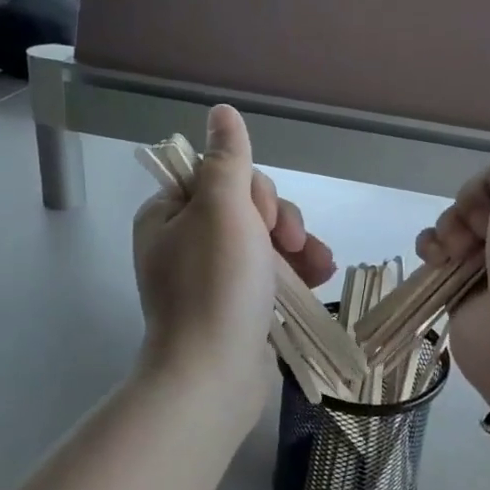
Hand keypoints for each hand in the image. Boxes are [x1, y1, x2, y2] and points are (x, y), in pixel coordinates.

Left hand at [133, 105, 334, 403]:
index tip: (263, 219)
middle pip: (246, 208)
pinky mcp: (235, 305)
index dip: (253, 191)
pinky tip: (320, 278)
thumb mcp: (223, 210)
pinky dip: (295, 273)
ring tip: (319, 266)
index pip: (220, 177)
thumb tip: (221, 112)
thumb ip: (227, 160)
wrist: (213, 377)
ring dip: (297, 246)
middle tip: (290, 246)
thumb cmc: (216, 287)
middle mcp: (185, 242)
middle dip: (278, 223)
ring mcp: (211, 277)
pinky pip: (269, 274)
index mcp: (169, 216)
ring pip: (264, 240)